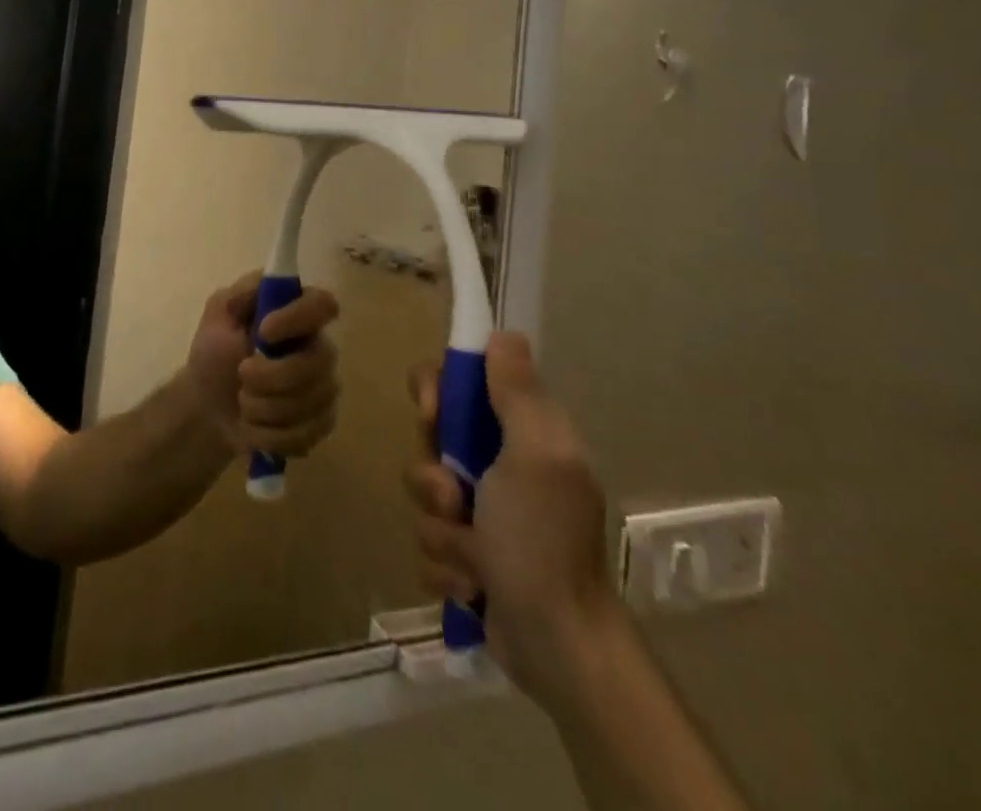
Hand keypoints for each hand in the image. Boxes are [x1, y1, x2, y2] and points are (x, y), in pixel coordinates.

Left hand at [186, 272, 339, 458]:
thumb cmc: (214, 352)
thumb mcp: (218, 314)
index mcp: (296, 313)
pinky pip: (307, 433)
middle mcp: (317, 347)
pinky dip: (270, 434)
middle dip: (272, 376)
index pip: (323, 305)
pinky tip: (254, 426)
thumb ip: (241, 294)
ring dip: (265, 407)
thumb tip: (270, 280)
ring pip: (311, 402)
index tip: (264, 331)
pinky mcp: (320, 423)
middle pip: (318, 362)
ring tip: (243, 402)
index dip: (298, 319)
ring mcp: (323, 387)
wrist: (207, 406)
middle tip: (241, 374)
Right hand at [407, 333, 620, 709]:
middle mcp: (500, 466)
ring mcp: (482, 514)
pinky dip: (446, 566)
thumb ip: (517, 392)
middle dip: (432, 474)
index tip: (432, 416)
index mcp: (521, 434)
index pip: (459, 383)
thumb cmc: (542, 539)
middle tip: (454, 498)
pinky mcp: (467, 558)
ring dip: (440, 528)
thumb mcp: (536, 455)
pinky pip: (428, 541)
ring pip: (423, 493)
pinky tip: (472, 587)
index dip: (435, 391)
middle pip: (431, 438)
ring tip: (472, 558)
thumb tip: (504, 334)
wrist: (557, 646)